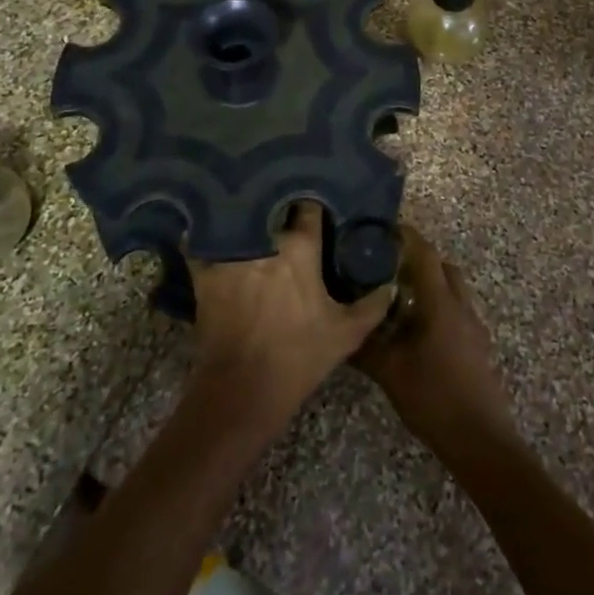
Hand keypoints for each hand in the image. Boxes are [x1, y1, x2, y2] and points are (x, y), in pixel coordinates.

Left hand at [189, 205, 392, 432]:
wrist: (242, 391)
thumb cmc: (298, 358)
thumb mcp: (346, 335)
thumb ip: (373, 305)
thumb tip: (391, 283)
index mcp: (300, 247)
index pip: (309, 207)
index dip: (313, 204)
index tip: (317, 207)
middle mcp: (265, 239)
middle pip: (272, 206)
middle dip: (279, 203)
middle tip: (285, 206)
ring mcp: (231, 252)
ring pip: (238, 218)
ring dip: (244, 214)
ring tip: (250, 211)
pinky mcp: (205, 270)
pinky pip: (202, 241)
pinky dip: (205, 235)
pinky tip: (209, 230)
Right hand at [357, 226, 513, 453]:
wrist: (481, 440)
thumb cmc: (434, 399)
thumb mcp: (390, 372)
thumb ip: (364, 346)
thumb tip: (338, 328)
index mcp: (440, 302)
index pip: (424, 252)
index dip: (405, 236)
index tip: (383, 230)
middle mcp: (460, 305)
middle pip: (441, 265)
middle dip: (416, 259)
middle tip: (386, 265)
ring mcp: (473, 325)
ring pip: (451, 288)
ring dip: (428, 283)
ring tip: (397, 297)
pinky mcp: (478, 343)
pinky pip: (456, 309)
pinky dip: (437, 305)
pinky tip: (416, 330)